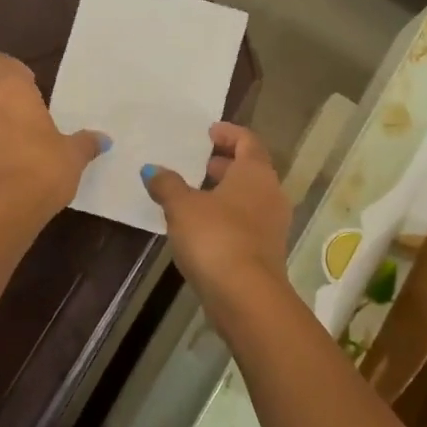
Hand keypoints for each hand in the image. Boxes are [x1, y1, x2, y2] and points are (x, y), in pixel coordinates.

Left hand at [0, 55, 104, 234]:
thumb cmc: (41, 169)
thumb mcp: (73, 156)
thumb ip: (85, 143)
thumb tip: (103, 139)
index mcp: (9, 89)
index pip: (2, 63)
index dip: (16, 74)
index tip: (32, 90)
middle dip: (4, 101)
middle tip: (29, 120)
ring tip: (16, 148)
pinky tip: (0, 172)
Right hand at [141, 123, 290, 303]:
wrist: (246, 295)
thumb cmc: (215, 238)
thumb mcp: (182, 207)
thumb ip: (167, 184)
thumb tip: (153, 170)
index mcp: (256, 172)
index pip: (248, 141)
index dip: (229, 133)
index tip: (209, 131)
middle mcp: (271, 193)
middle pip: (251, 169)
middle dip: (225, 163)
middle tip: (200, 162)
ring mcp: (273, 224)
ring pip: (250, 197)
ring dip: (226, 191)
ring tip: (196, 194)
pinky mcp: (267, 251)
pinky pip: (248, 222)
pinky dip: (228, 216)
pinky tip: (203, 226)